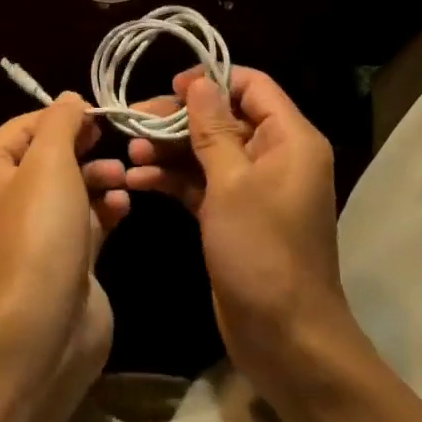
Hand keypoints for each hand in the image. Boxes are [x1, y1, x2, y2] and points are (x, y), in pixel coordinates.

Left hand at [0, 93, 127, 378]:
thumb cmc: (38, 231)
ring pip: (71, 188)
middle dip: (84, 147)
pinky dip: (105, 209)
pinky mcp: (63, 260)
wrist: (42, 330)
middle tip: (114, 140)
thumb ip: (61, 122)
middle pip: (49, 156)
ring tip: (122, 178)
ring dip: (99, 177)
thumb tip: (70, 98)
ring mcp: (34, 232)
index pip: (24, 126)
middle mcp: (3, 198)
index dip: (61, 117)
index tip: (99, 114)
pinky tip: (123, 207)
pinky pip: (86, 221)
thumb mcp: (49, 161)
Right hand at [120, 66, 353, 386]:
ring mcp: (253, 187)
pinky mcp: (233, 214)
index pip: (252, 86)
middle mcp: (275, 155)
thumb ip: (213, 128)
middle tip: (134, 121)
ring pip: (207, 149)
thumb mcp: (232, 184)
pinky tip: (138, 181)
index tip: (171, 87)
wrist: (286, 342)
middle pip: (223, 117)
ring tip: (130, 154)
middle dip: (178, 118)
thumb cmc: (263, 253)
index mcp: (290, 139)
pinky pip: (201, 181)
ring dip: (169, 148)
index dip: (212, 80)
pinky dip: (173, 178)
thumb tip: (199, 81)